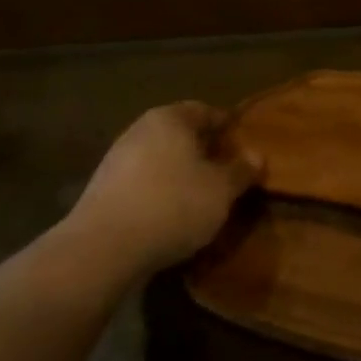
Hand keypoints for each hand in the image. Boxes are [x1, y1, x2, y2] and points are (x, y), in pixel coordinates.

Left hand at [65, 103, 262, 274]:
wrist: (102, 249)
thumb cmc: (173, 205)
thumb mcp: (222, 189)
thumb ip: (241, 170)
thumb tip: (257, 155)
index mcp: (170, 118)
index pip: (205, 110)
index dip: (227, 127)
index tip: (244, 145)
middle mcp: (140, 130)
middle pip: (180, 134)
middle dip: (204, 151)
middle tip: (227, 172)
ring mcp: (116, 159)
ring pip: (160, 159)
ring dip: (180, 173)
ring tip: (202, 198)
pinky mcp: (102, 190)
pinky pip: (142, 183)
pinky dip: (159, 193)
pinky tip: (171, 216)